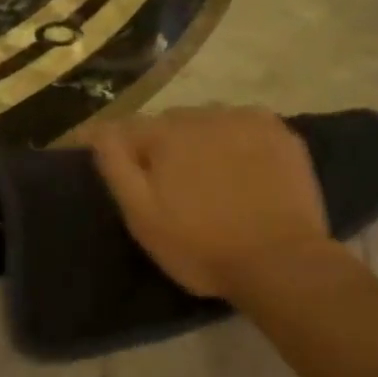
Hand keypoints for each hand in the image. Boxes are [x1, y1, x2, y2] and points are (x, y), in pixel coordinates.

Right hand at [86, 107, 332, 298]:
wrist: (281, 262)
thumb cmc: (202, 246)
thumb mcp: (143, 216)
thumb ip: (116, 165)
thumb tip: (97, 129)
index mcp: (166, 133)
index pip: (129, 128)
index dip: (123, 150)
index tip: (126, 172)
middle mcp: (204, 114)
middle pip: (172, 123)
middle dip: (166, 146)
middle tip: (175, 185)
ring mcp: (246, 119)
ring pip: (210, 121)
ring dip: (204, 141)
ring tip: (213, 178)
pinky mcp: (280, 133)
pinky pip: (246, 126)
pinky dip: (239, 141)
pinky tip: (246, 169)